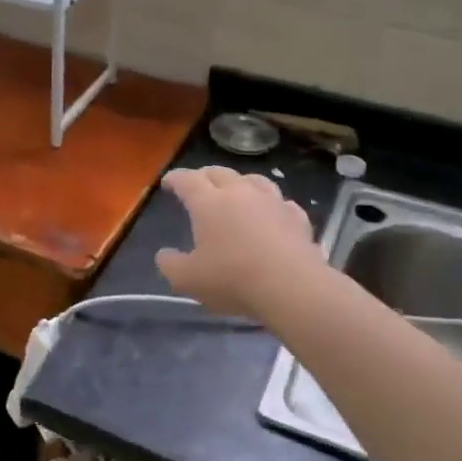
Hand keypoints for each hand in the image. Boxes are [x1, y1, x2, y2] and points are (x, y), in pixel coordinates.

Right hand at [156, 167, 324, 319]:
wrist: (291, 287)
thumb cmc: (232, 279)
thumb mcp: (187, 279)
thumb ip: (170, 265)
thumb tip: (164, 255)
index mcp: (208, 202)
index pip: (187, 180)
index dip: (175, 178)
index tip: (167, 182)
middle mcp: (240, 193)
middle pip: (219, 173)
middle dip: (205, 176)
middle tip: (198, 184)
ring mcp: (272, 202)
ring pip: (254, 180)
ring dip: (240, 182)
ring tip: (236, 190)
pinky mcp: (297, 218)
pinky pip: (281, 203)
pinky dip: (271, 204)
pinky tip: (272, 213)